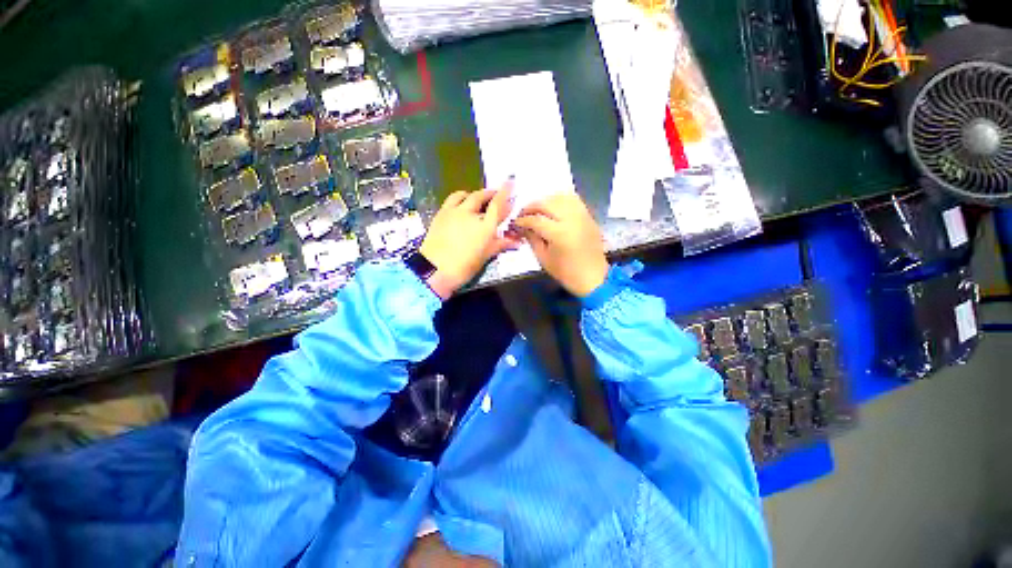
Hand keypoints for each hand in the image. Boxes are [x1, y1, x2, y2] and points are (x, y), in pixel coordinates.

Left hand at [419, 184, 518, 298]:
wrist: (434, 270)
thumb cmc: (464, 267)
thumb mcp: (485, 257)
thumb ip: (500, 245)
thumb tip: (516, 242)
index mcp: (485, 227)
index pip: (498, 205)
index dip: (505, 193)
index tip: (510, 184)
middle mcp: (471, 214)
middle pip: (482, 196)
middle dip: (490, 193)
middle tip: (496, 194)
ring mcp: (454, 212)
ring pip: (466, 195)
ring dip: (475, 194)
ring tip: (478, 198)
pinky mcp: (441, 213)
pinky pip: (452, 199)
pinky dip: (460, 197)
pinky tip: (461, 203)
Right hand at [513, 193, 608, 297]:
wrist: (593, 277)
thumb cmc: (566, 273)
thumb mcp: (543, 258)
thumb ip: (532, 239)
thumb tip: (523, 227)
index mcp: (559, 233)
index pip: (535, 219)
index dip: (522, 220)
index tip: (515, 223)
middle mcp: (571, 219)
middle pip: (547, 203)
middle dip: (532, 206)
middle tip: (523, 214)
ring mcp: (582, 215)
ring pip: (560, 197)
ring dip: (546, 201)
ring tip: (538, 210)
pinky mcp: (588, 216)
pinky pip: (573, 199)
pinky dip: (560, 200)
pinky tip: (553, 208)